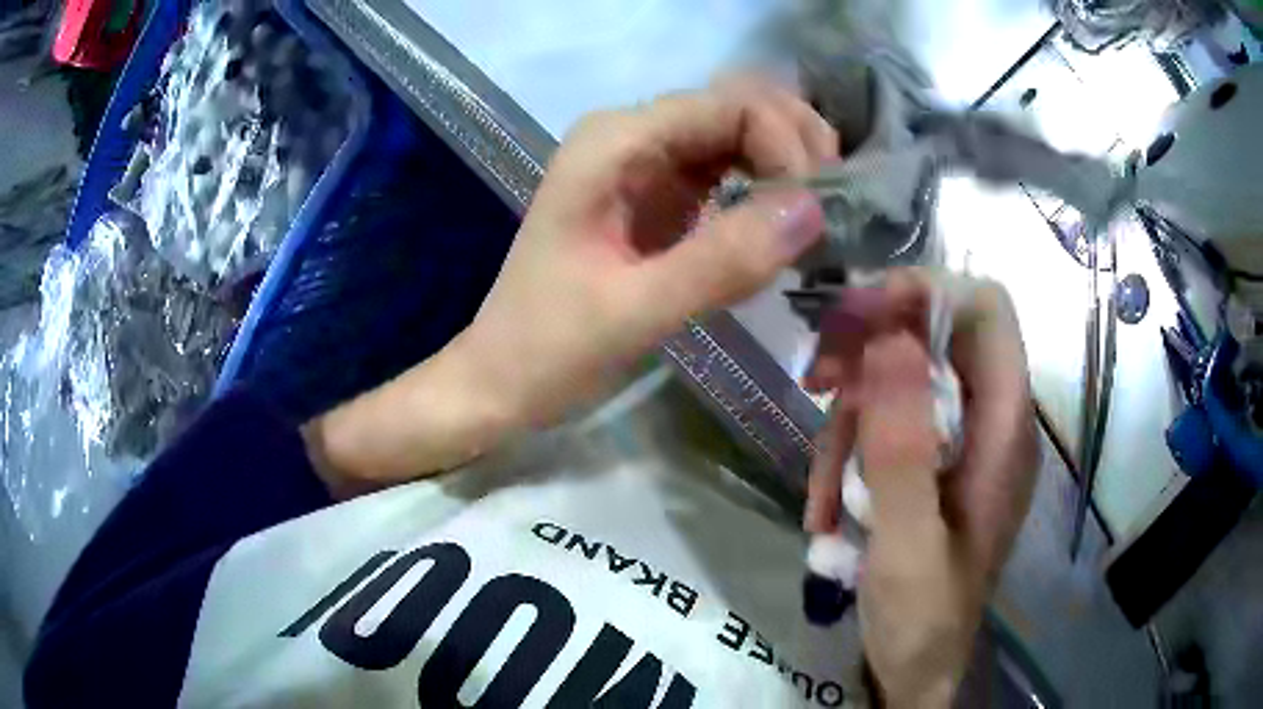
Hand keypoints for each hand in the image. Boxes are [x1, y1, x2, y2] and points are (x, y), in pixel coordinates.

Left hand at [305, 78, 838, 494]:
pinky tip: (785, 231)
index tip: (817, 214)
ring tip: (821, 222)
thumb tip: (815, 210)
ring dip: (788, 168)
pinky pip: (728, 175)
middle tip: (833, 210)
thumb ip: (722, 260)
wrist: (501, 381)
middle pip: (740, 107)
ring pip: (740, 137)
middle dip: (797, 147)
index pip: (732, 104)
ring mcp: (645, 165)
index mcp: (615, 142)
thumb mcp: (634, 312)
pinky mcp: (659, 199)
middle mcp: (632, 136)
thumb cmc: (548, 350)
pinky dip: (766, 193)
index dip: (788, 145)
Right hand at [802, 270, 1038, 706]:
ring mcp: (957, 441)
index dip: (926, 293)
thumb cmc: (924, 620)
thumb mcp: (908, 547)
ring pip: (899, 380)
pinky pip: (885, 425)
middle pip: (935, 334)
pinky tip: (827, 507)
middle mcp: (988, 420)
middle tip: (815, 378)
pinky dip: (848, 454)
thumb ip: (904, 450)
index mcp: (1005, 428)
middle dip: (871, 350)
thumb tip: (893, 337)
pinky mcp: (929, 463)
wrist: (918, 669)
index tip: (857, 316)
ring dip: (850, 417)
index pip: (985, 311)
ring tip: (820, 485)